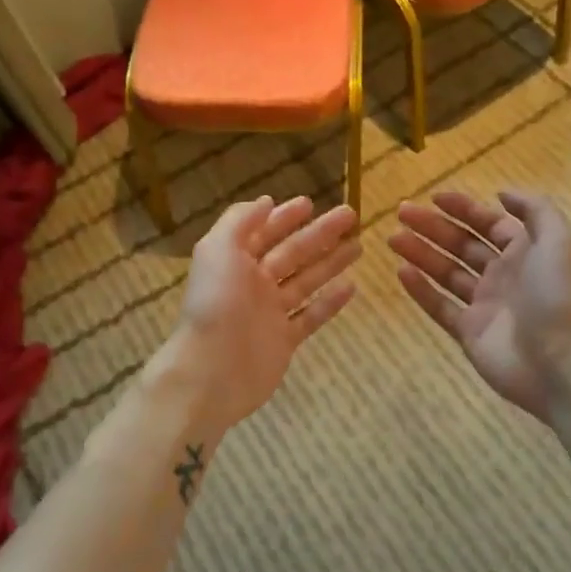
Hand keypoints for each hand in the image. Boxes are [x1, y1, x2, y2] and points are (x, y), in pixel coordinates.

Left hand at [158, 195, 359, 437]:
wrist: (211, 370)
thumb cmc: (215, 303)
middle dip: (319, 233)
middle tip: (350, 215)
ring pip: (306, 281)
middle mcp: (254, 283)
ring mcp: (270, 313)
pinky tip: (351, 286)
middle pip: (292, 252)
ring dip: (331, 262)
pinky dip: (330, 302)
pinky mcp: (285, 340)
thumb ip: (240, 221)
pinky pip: (311, 316)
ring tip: (358, 245)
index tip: (310, 202)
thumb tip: (266, 201)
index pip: (264, 232)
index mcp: (235, 261)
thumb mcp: (218, 249)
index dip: (285, 217)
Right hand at [390, 189, 570, 421]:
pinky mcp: (469, 333)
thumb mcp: (558, 240)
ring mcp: (484, 305)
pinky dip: (420, 289)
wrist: (560, 364)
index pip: (489, 224)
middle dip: (433, 227)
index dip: (463, 208)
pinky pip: (439, 306)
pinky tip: (401, 271)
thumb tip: (501, 193)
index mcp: (525, 252)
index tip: (433, 197)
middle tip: (402, 213)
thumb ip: (534, 209)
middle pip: (462, 245)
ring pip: (446, 272)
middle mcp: (503, 275)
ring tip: (393, 238)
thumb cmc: (557, 296)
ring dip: (420, 253)